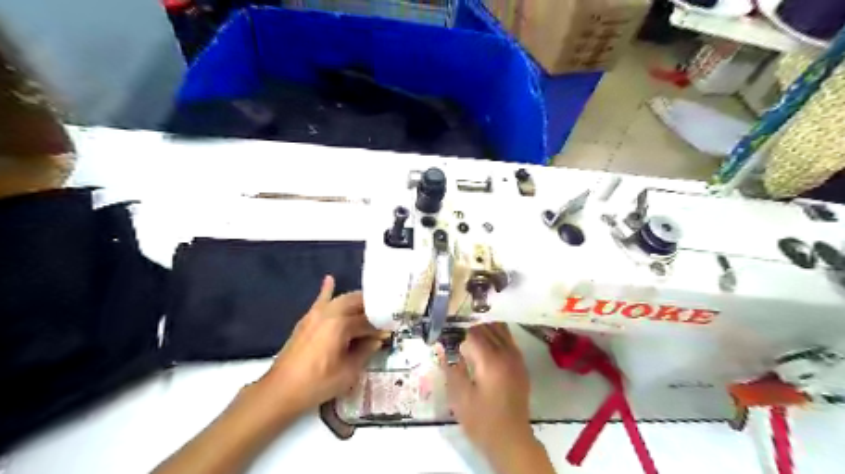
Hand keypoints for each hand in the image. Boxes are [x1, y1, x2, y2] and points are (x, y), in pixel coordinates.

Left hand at [257, 276, 383, 415]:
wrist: (280, 390)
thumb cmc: (317, 384)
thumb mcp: (349, 372)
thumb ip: (365, 351)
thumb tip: (378, 340)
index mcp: (341, 325)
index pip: (368, 321)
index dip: (380, 327)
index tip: (390, 332)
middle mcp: (330, 313)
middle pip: (357, 303)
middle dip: (372, 309)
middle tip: (383, 319)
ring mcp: (316, 314)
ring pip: (342, 299)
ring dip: (357, 302)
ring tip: (369, 308)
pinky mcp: (307, 319)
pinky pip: (320, 300)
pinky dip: (327, 290)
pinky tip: (330, 279)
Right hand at [438, 324, 529, 452]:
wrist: (511, 439)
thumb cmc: (481, 420)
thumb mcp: (459, 397)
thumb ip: (452, 370)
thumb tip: (444, 351)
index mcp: (490, 360)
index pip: (475, 333)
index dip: (461, 334)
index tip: (453, 340)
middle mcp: (506, 354)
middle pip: (489, 328)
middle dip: (474, 329)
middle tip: (462, 339)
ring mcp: (516, 359)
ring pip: (502, 330)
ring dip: (488, 330)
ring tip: (475, 340)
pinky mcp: (521, 366)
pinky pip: (510, 341)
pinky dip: (499, 337)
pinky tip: (489, 348)